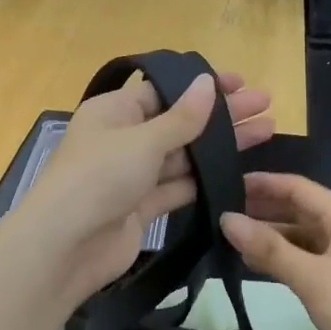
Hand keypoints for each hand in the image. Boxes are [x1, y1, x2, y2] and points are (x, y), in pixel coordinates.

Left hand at [14, 70, 274, 303]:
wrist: (65, 247)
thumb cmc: (98, 178)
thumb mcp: (142, 141)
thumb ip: (182, 118)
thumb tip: (208, 83)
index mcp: (114, 111)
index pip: (165, 91)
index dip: (203, 87)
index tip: (240, 82)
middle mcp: (123, 139)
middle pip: (179, 122)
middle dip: (221, 115)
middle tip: (265, 105)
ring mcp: (133, 176)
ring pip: (183, 156)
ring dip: (220, 147)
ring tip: (265, 132)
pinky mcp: (142, 208)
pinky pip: (179, 187)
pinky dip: (206, 181)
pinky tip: (239, 172)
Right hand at [220, 173, 330, 329]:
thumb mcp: (311, 277)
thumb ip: (269, 249)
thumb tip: (227, 219)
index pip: (300, 188)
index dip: (265, 183)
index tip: (228, 182)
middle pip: (301, 211)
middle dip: (264, 209)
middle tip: (223, 211)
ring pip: (301, 238)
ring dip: (271, 237)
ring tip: (231, 239)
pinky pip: (306, 262)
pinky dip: (282, 260)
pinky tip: (255, 265)